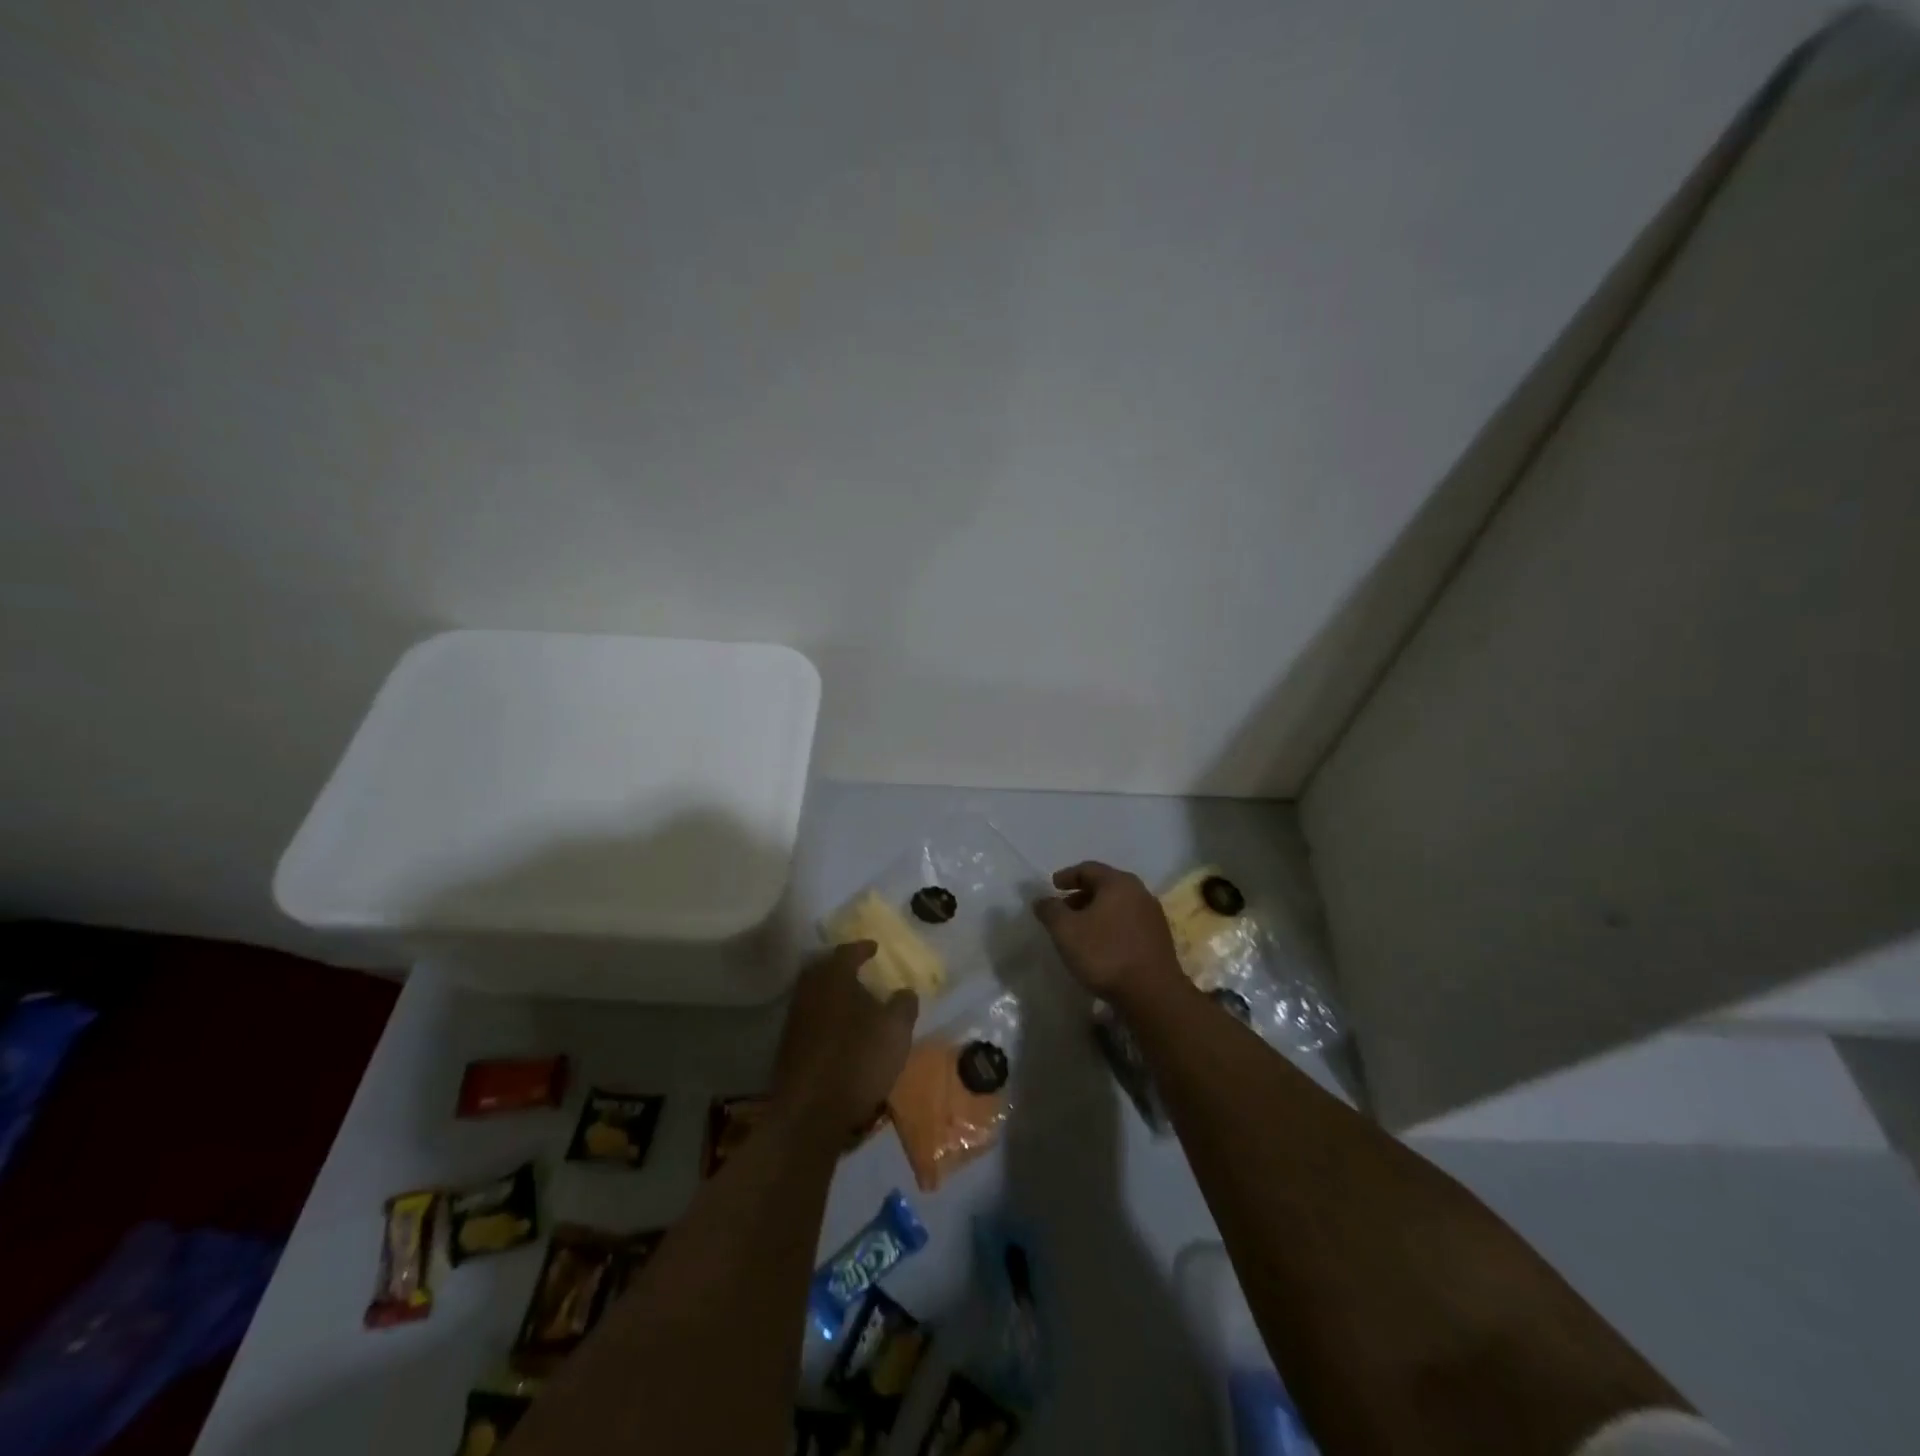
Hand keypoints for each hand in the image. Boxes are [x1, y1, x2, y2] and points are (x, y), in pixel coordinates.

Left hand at [771, 941, 916, 1136]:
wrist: (810, 1112)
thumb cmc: (858, 1061)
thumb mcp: (896, 1030)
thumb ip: (903, 1005)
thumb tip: (904, 991)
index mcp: (834, 979)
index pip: (847, 952)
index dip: (862, 948)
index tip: (875, 948)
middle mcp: (809, 992)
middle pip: (824, 970)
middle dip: (841, 968)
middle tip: (860, 971)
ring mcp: (795, 1020)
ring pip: (815, 995)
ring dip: (833, 994)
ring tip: (854, 1003)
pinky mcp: (788, 1047)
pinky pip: (810, 1018)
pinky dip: (826, 1017)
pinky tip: (840, 1031)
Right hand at [1032, 861, 1185, 1003]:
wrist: (1152, 994)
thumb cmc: (1105, 954)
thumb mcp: (1066, 931)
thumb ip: (1050, 911)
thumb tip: (1041, 900)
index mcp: (1118, 883)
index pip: (1088, 869)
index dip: (1067, 876)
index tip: (1052, 885)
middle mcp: (1140, 892)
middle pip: (1105, 886)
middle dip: (1081, 895)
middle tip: (1063, 909)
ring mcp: (1152, 916)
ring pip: (1118, 905)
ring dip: (1096, 912)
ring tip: (1079, 930)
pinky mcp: (1159, 939)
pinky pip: (1128, 923)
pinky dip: (1110, 926)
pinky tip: (1101, 945)